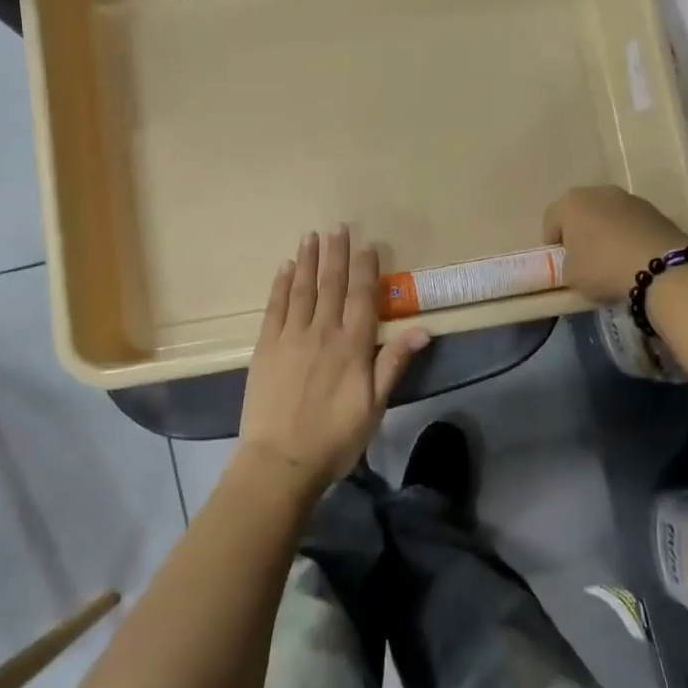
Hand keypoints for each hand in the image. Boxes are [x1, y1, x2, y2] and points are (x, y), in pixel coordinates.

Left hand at [238, 226, 431, 490]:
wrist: (280, 461)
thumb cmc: (335, 438)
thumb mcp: (375, 406)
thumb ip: (394, 364)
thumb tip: (423, 329)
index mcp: (352, 347)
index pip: (361, 297)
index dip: (364, 269)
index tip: (366, 244)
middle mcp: (322, 332)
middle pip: (331, 285)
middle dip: (336, 254)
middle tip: (338, 226)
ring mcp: (290, 337)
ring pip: (302, 289)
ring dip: (308, 260)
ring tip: (312, 235)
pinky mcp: (265, 347)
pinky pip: (274, 307)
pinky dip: (281, 284)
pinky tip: (285, 268)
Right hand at [543, 186, 687, 306]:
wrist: (661, 268)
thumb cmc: (603, 268)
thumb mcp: (571, 276)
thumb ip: (567, 264)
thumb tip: (577, 261)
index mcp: (570, 203)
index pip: (550, 220)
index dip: (552, 242)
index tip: (560, 261)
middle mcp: (598, 192)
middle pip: (580, 212)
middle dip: (580, 231)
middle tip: (584, 257)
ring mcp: (629, 198)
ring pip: (607, 214)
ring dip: (605, 231)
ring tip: (612, 258)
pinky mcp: (654, 209)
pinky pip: (631, 222)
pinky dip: (628, 234)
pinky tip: (633, 256)